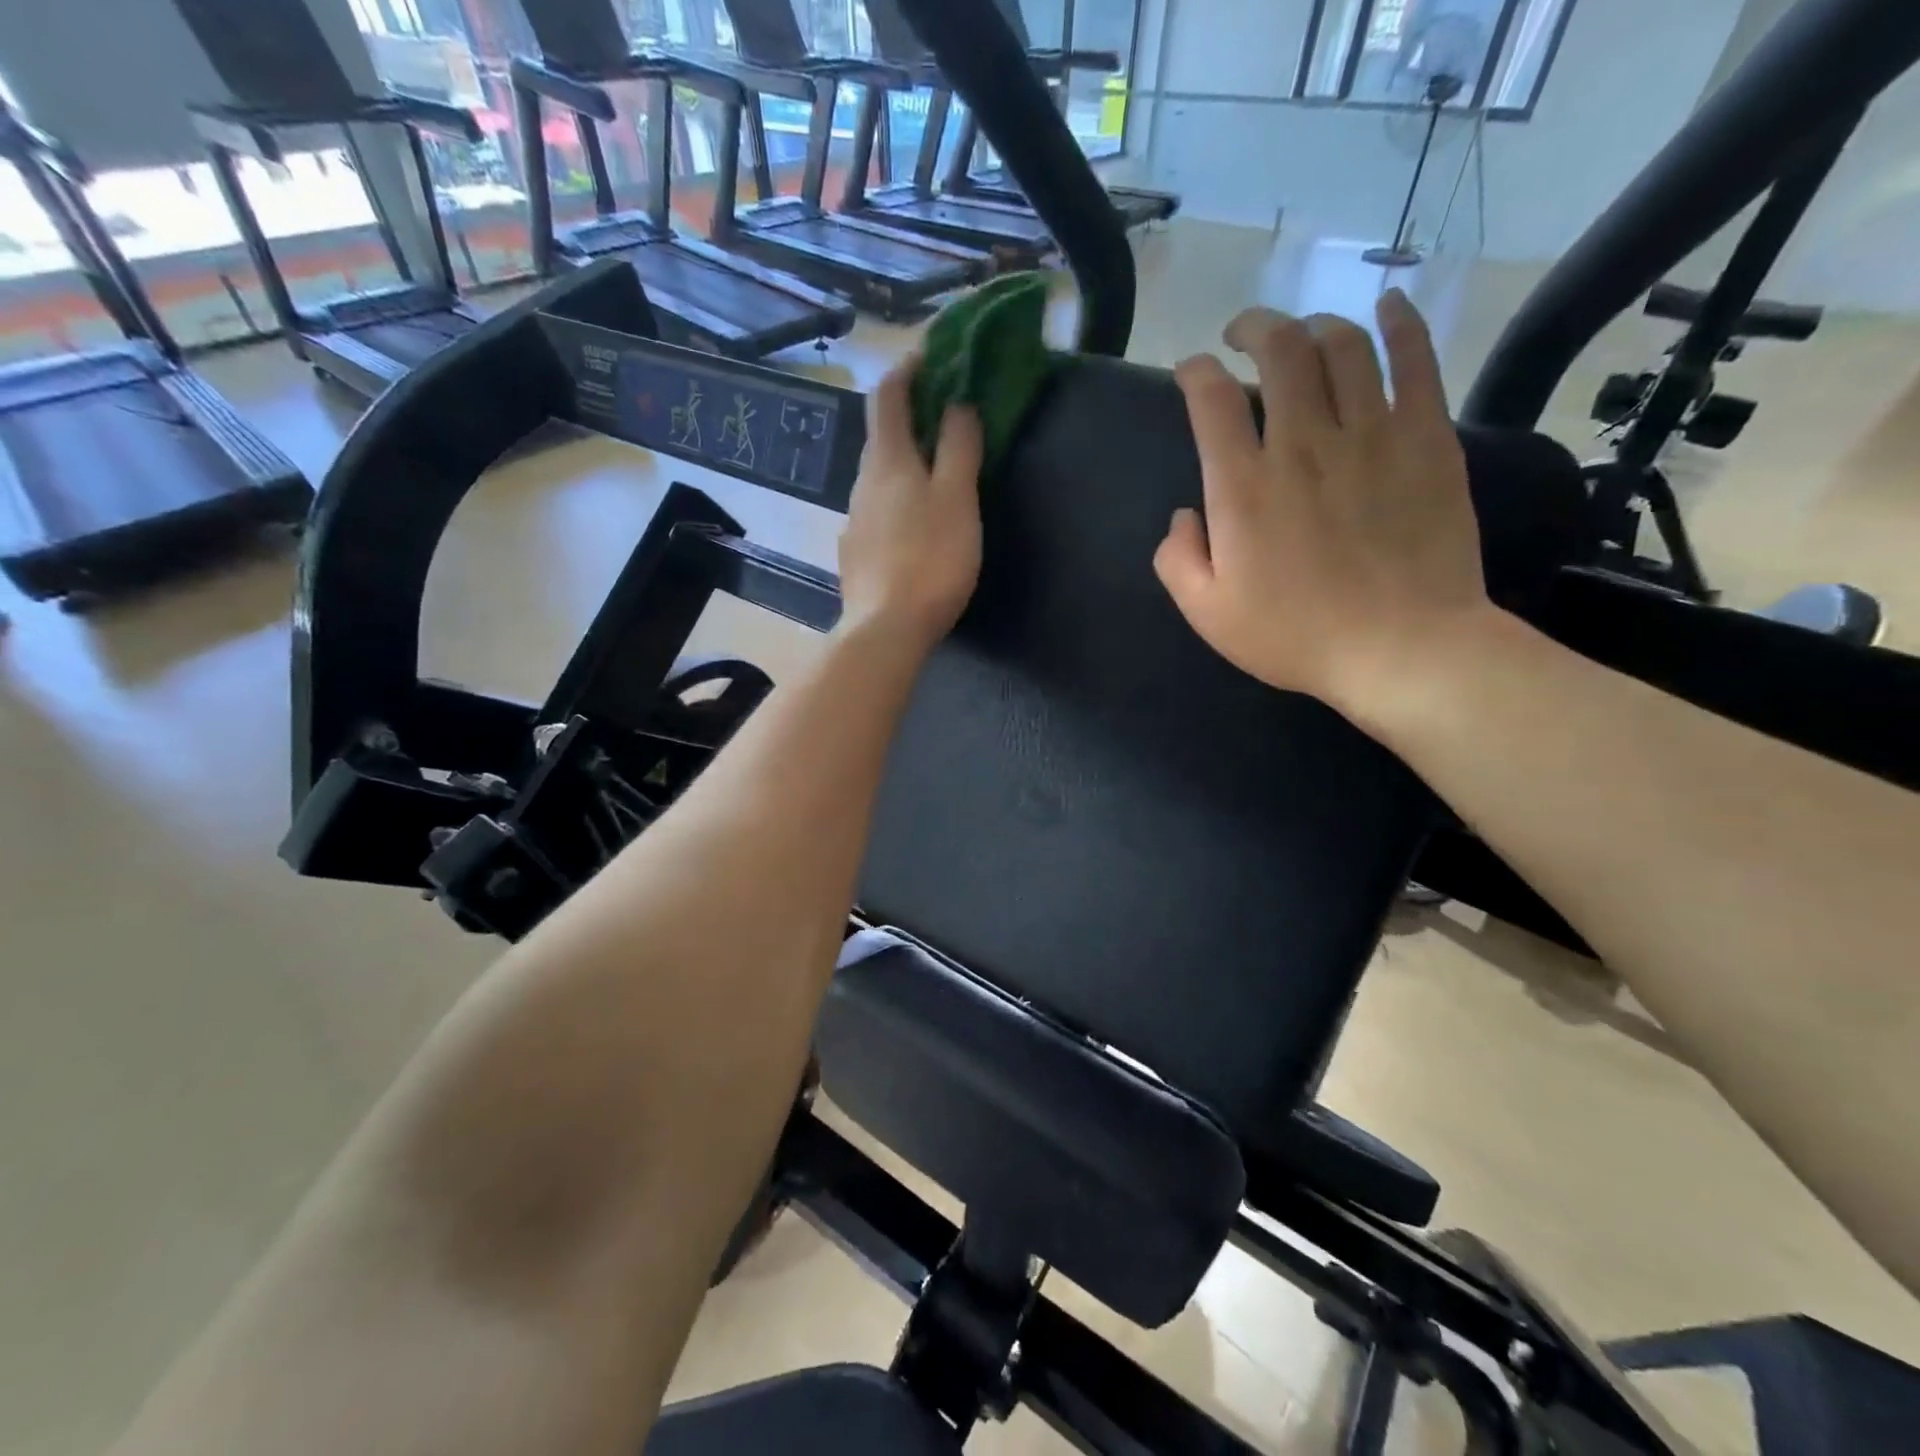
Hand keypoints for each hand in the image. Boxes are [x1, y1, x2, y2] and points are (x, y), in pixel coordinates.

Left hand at [837, 356, 983, 650]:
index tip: (932, 355)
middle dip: (911, 418)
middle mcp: (862, 483)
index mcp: (888, 462)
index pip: (889, 396)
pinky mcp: (855, 554)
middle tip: (946, 417)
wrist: (885, 629)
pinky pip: (878, 512)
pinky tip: (915, 526)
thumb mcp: (957, 499)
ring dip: (905, 463)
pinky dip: (898, 501)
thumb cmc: (929, 560)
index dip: (907, 368)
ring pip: (880, 478)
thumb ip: (959, 448)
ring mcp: (854, 521)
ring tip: (937, 474)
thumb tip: (957, 404)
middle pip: (883, 437)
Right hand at [1153, 292, 1494, 725]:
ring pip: (1342, 345)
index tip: (1191, 373)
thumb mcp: (1208, 614)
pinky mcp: (1427, 437)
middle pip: (1279, 350)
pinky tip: (1386, 307)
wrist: (1401, 648)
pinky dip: (1400, 323)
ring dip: (1314, 325)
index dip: (1195, 373)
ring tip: (1303, 334)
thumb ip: (1177, 560)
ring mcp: (1372, 433)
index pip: (1211, 400)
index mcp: (1243, 487)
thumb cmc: (1295, 636)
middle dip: (1254, 328)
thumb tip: (1183, 515)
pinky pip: (1415, 360)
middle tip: (1243, 335)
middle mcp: (1303, 443)